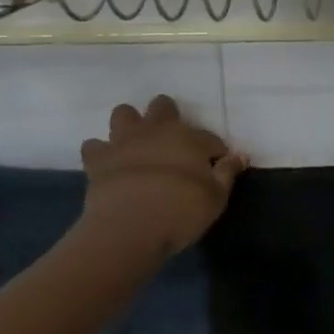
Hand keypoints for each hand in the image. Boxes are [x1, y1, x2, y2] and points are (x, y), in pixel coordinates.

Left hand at [79, 96, 245, 256]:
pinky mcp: (98, 159)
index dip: (215, 151)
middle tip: (173, 144)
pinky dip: (100, 152)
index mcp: (188, 137)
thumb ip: (228, 172)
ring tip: (136, 145)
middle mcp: (155, 130)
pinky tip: (108, 164)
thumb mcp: (216, 197)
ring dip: (130, 125)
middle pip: (162, 106)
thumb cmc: (180, 212)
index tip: (216, 166)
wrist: (129, 227)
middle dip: (168, 117)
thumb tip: (240, 155)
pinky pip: (94, 145)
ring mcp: (123, 141)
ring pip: (124, 113)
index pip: (209, 138)